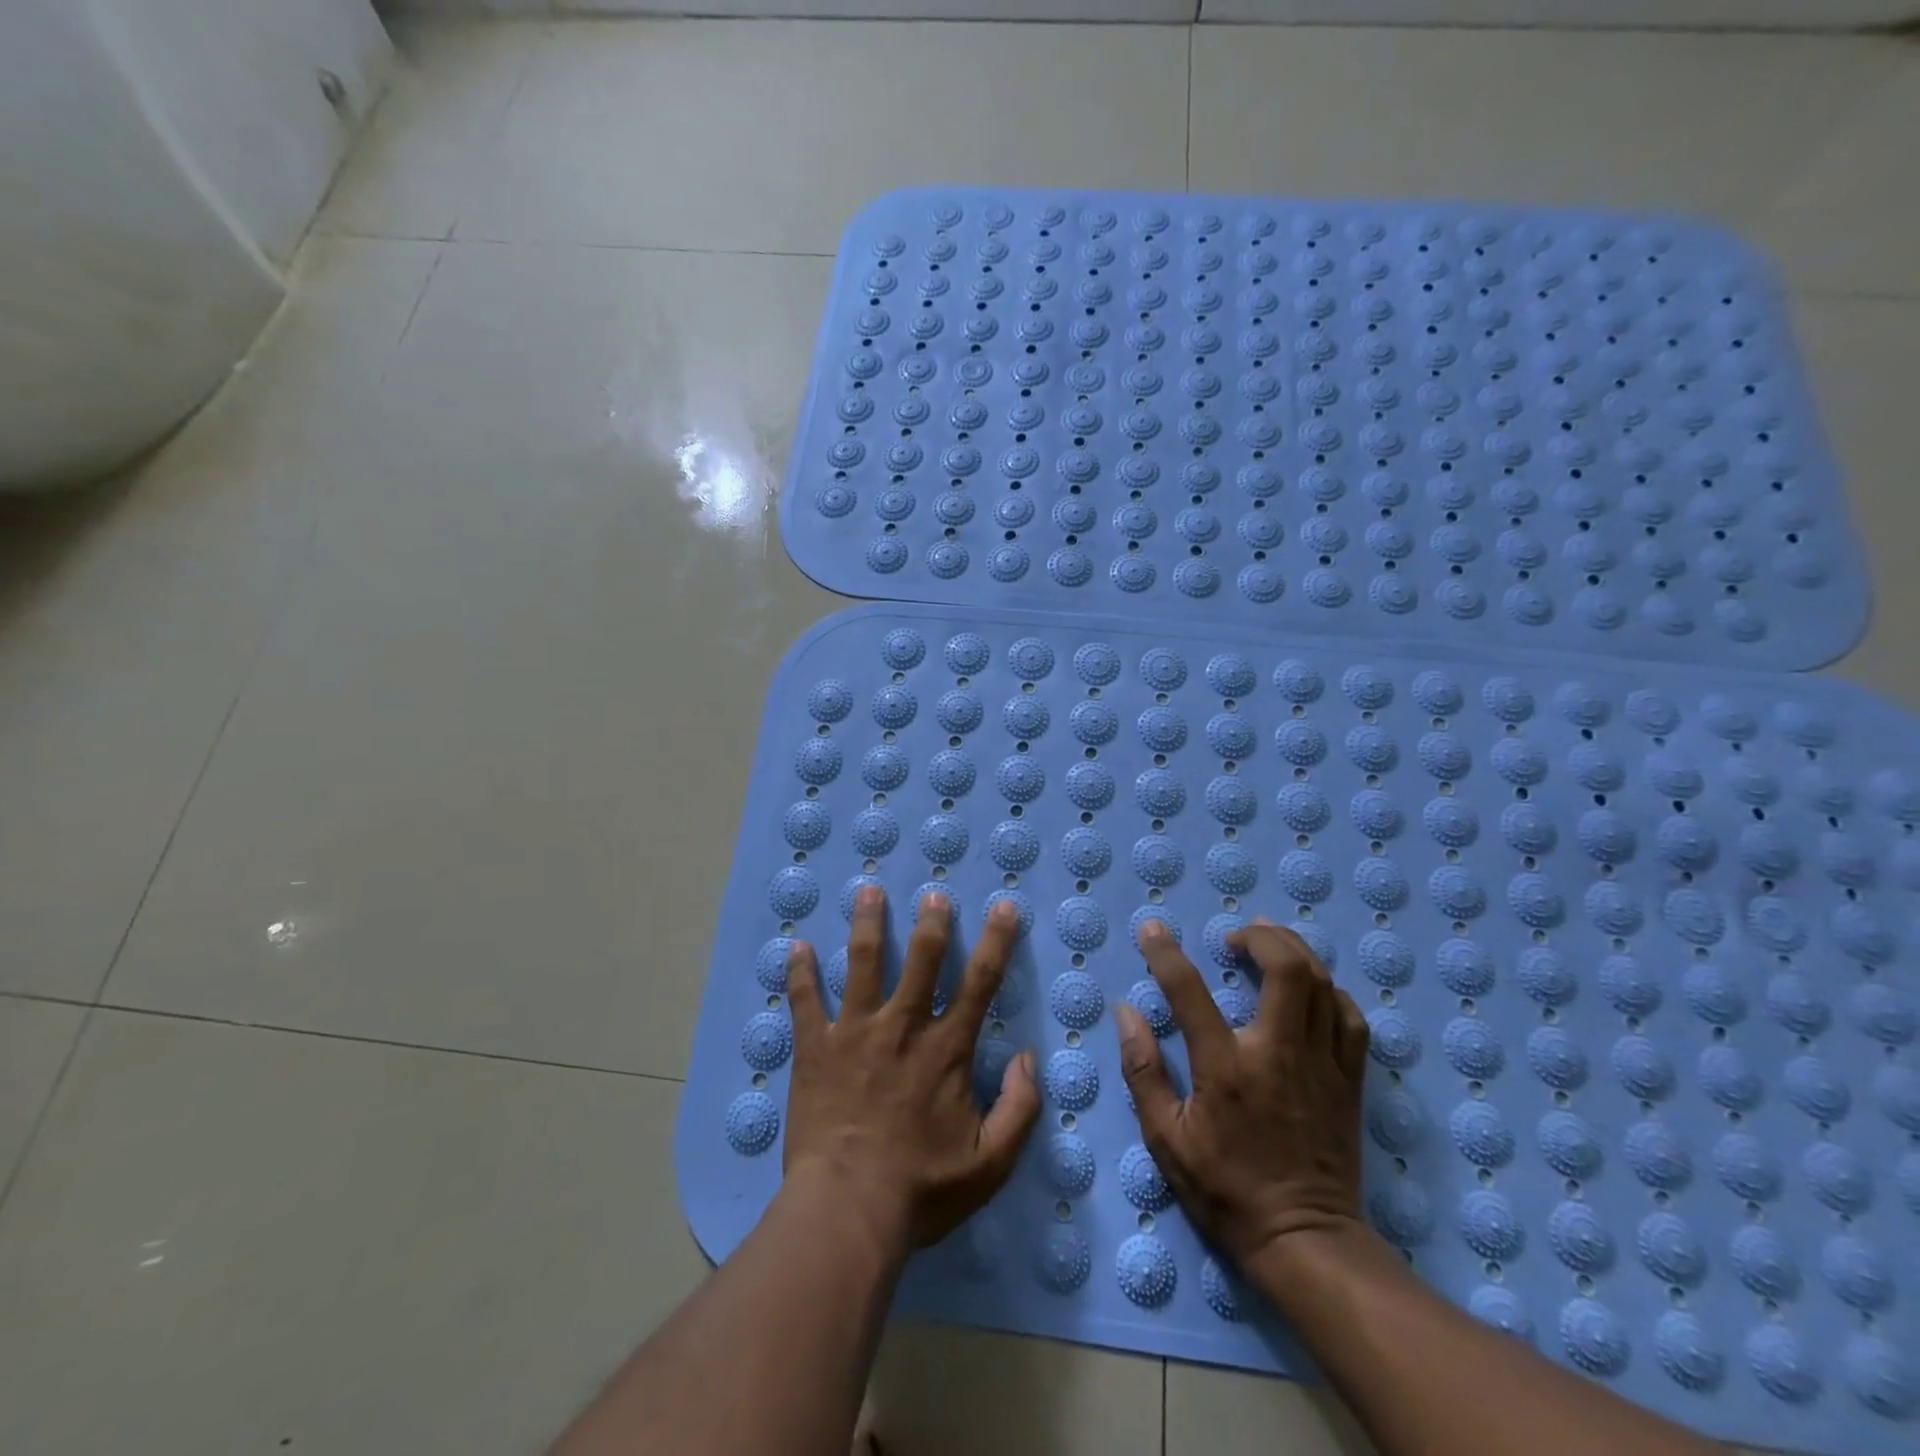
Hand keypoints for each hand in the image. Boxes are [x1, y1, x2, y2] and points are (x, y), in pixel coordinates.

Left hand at [784, 886, 1040, 1250]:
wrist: (847, 1210)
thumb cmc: (920, 1189)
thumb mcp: (990, 1163)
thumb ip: (1019, 1108)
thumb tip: (1029, 1059)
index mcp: (945, 1049)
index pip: (980, 983)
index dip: (996, 941)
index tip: (1003, 907)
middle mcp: (902, 1026)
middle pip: (921, 959)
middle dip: (930, 923)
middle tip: (933, 894)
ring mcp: (855, 1031)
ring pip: (863, 963)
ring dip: (867, 924)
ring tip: (868, 891)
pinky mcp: (815, 1047)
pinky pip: (804, 1000)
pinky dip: (799, 972)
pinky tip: (795, 946)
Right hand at [1113, 917, 1370, 1265]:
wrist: (1305, 1241)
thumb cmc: (1225, 1189)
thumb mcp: (1166, 1138)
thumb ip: (1143, 1070)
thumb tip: (1126, 1012)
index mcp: (1226, 1067)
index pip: (1189, 990)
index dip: (1165, 952)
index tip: (1152, 929)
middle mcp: (1278, 1053)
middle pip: (1286, 969)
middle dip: (1260, 937)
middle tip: (1234, 937)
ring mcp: (1321, 1065)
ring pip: (1322, 984)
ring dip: (1293, 952)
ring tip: (1268, 946)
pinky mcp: (1349, 1081)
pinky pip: (1350, 1018)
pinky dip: (1330, 991)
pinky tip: (1310, 991)